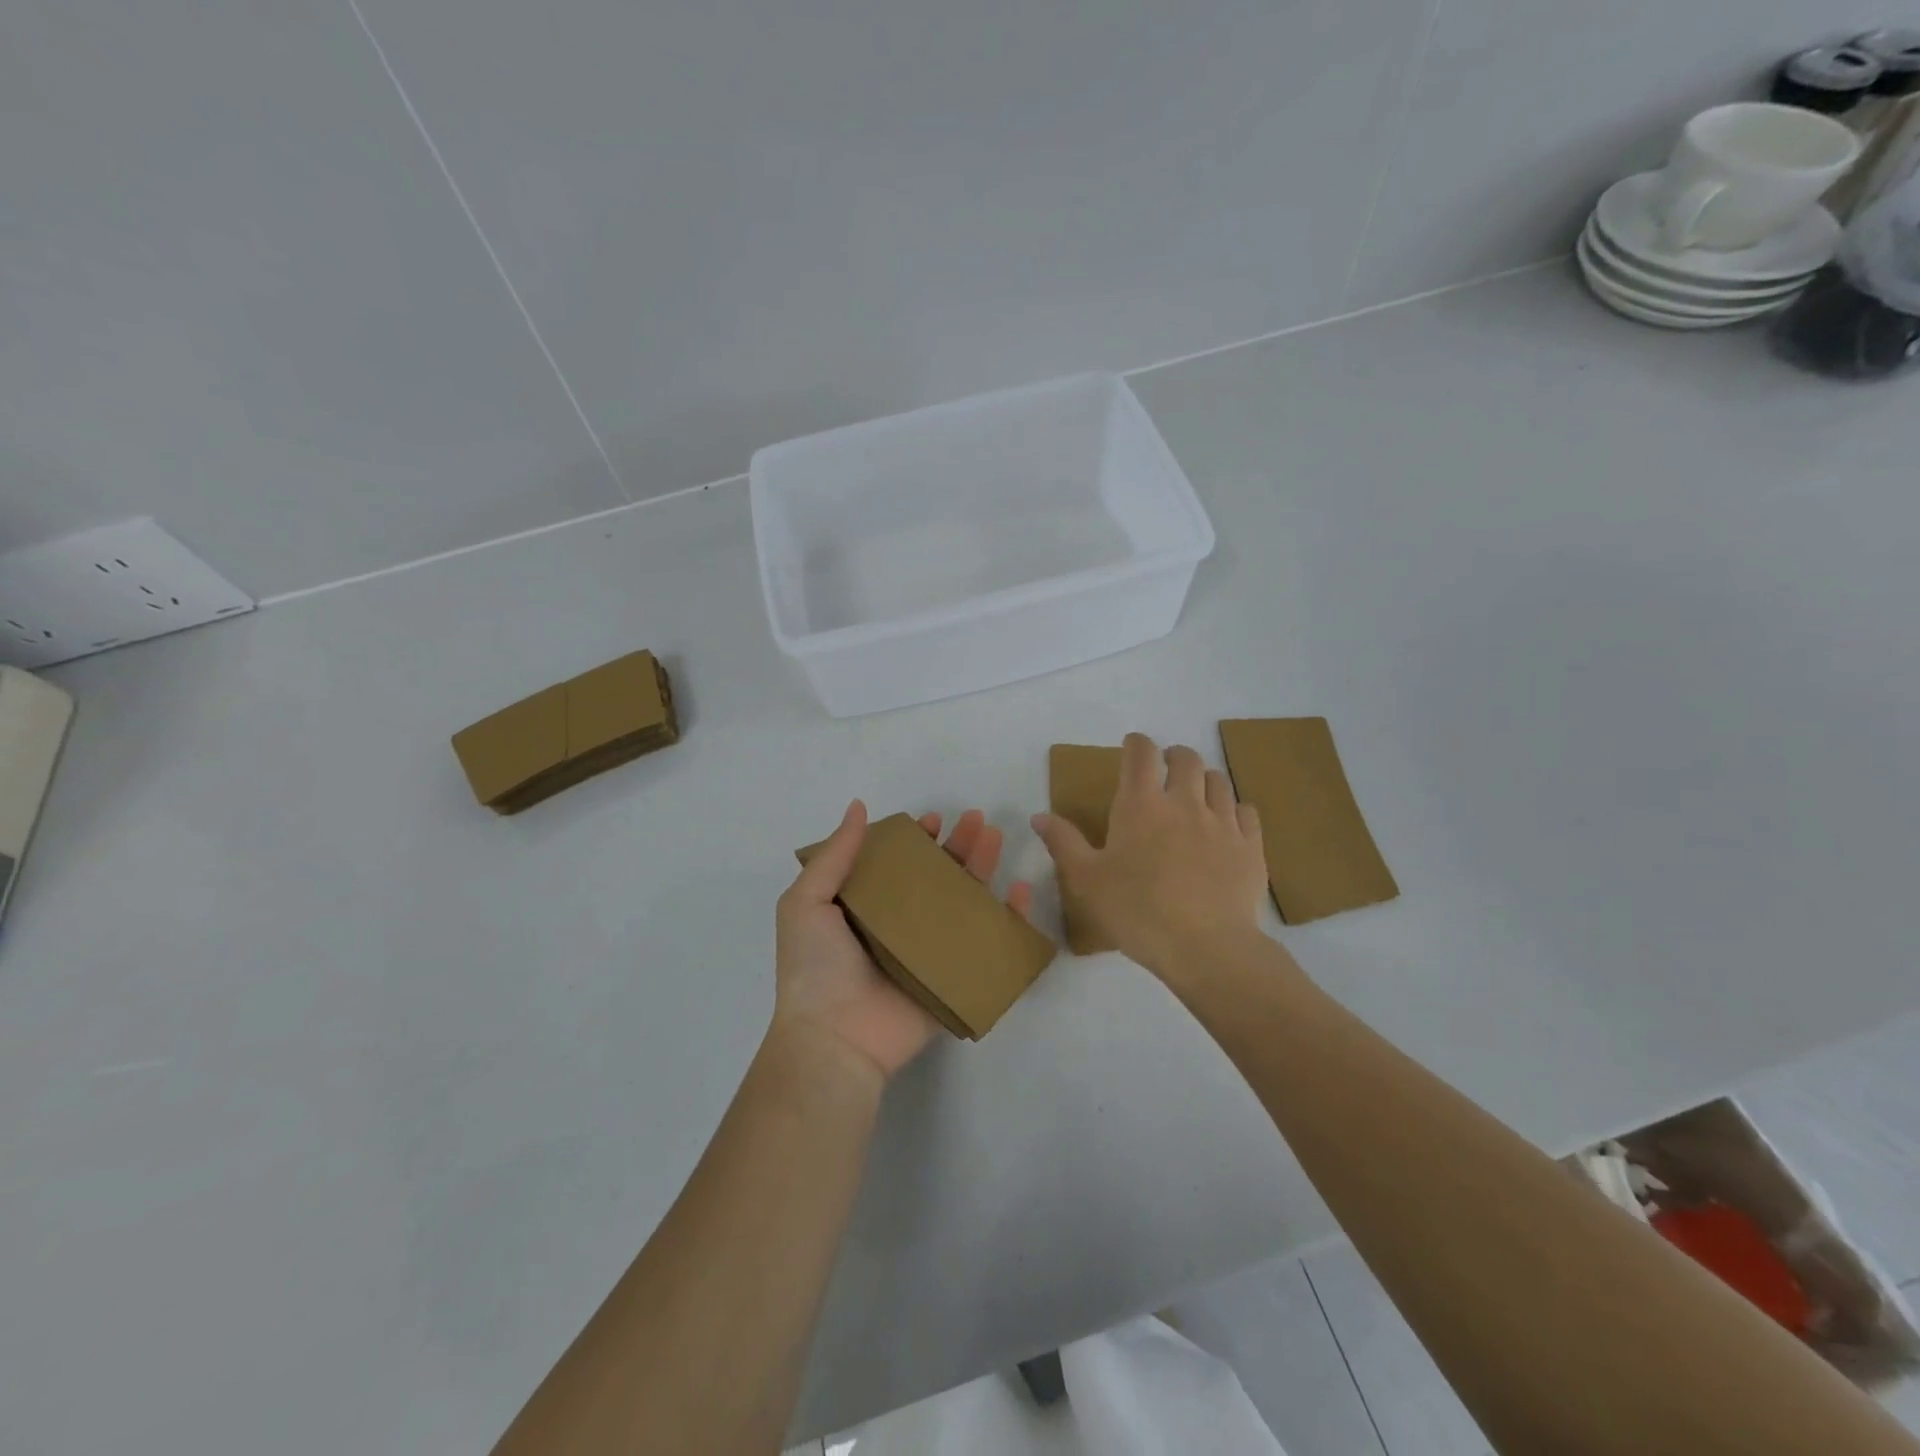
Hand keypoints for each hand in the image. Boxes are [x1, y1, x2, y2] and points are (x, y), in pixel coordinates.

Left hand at [774, 800, 1034, 1082]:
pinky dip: (1009, 919)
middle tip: (977, 819)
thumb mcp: (806, 903)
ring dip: (981, 869)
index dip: (916, 840)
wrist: (835, 1040)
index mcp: (865, 908)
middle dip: (957, 846)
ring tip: (995, 838)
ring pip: (964, 903)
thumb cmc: (815, 968)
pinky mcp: (954, 978)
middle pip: (936, 878)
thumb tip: (858, 807)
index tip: (933, 820)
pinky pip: (987, 944)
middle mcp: (899, 926)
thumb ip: (834, 855)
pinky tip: (1020, 892)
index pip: (898, 864)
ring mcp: (929, 952)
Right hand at [1032, 733, 1267, 979]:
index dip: (1136, 743)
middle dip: (1173, 756)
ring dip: (1203, 780)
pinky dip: (1234, 809)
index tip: (1132, 747)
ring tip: (1195, 796)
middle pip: (1186, 758)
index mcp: (1141, 805)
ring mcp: (1223, 822)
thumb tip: (1039, 816)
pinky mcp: (1250, 846)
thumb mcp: (1086, 881)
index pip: (1141, 753)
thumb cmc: (1137, 912)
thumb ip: (1063, 843)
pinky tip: (1227, 824)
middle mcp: (1185, 802)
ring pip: (1218, 781)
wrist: (1206, 948)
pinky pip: (1247, 811)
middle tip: (1164, 770)